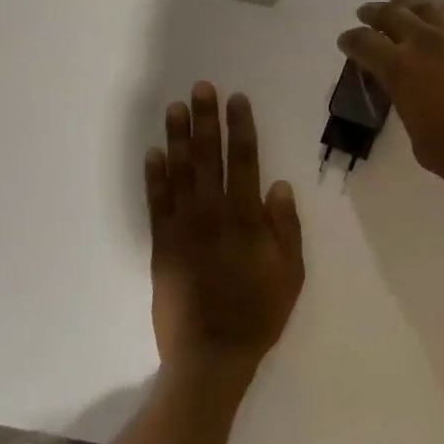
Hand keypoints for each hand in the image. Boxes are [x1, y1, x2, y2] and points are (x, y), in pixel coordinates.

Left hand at [145, 84, 304, 383]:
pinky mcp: (162, 245)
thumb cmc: (258, 312)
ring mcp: (183, 228)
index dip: (241, 127)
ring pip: (180, 172)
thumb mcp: (290, 272)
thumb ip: (285, 227)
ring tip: (174, 108)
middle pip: (209, 157)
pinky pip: (156, 203)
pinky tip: (153, 153)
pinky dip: (154, 176)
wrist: (210, 355)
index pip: (245, 160)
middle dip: (206, 120)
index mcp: (246, 218)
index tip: (237, 99)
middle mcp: (212, 214)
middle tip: (201, 88)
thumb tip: (278, 184)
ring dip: (178, 137)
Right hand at [337, 0, 443, 199]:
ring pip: (425, 6)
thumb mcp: (417, 135)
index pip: (364, 43)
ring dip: (408, 7)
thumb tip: (407, 91)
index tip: (346, 41)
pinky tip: (440, 20)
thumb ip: (405, 103)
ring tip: (403, 11)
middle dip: (374, 13)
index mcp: (400, 68)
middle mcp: (425, 42)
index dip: (351, 40)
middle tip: (367, 15)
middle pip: (392, 13)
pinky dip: (440, 13)